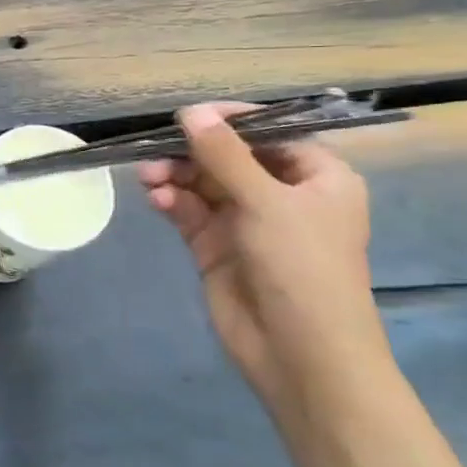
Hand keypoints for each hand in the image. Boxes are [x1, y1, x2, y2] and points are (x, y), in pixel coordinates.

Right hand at [138, 103, 393, 429]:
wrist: (300, 354)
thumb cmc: (302, 268)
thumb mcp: (266, 202)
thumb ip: (224, 155)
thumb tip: (190, 112)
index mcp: (316, 178)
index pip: (270, 133)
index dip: (230, 121)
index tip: (188, 116)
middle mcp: (282, 195)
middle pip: (228, 157)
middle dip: (191, 152)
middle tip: (156, 153)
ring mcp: (247, 222)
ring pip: (203, 183)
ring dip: (175, 175)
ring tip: (149, 179)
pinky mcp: (216, 246)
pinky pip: (189, 210)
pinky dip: (172, 200)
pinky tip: (156, 199)